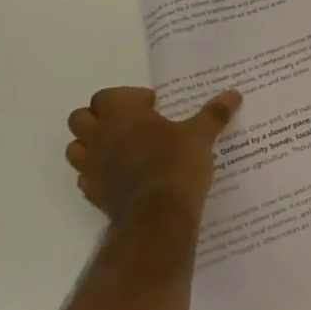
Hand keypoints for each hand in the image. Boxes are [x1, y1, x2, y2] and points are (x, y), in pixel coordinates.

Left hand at [66, 86, 242, 226]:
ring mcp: (92, 166)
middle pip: (80, 118)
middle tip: (130, 125)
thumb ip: (214, 113)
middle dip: (100, 118)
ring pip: (76, 148)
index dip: (127, 98)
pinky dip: (97, 173)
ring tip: (121, 149)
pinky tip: (120, 177)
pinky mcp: (93, 193)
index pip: (106, 95)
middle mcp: (99, 136)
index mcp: (121, 114)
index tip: (151, 107)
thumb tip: (234, 93)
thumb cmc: (177, 163)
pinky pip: (85, 177)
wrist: (159, 215)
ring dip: (92, 145)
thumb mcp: (201, 135)